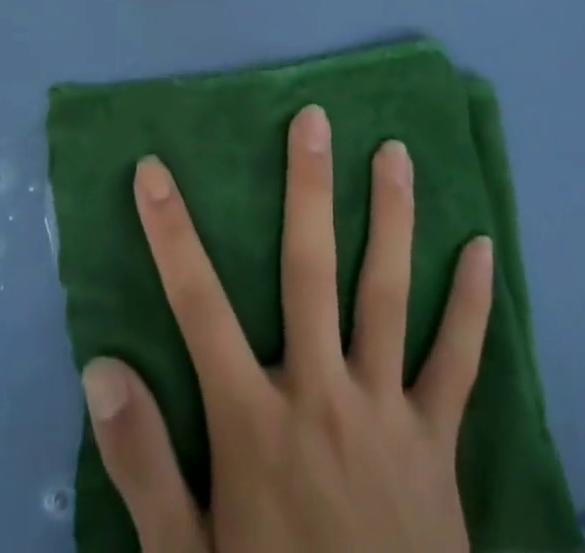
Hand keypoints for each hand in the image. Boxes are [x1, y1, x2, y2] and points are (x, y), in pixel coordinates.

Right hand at [82, 107, 494, 552]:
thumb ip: (143, 466)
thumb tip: (101, 366)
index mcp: (252, 421)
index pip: (196, 304)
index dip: (170, 232)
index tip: (152, 168)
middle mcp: (319, 395)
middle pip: (308, 271)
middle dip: (307, 189)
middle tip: (313, 119)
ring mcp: (386, 414)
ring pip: (387, 295)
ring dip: (391, 218)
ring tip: (394, 151)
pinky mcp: (438, 445)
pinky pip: (458, 364)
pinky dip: (471, 306)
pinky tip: (483, 249)